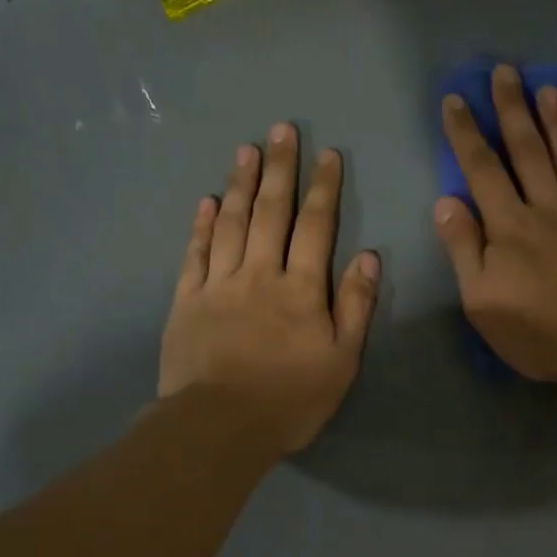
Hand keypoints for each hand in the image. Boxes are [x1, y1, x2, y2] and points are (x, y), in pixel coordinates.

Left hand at [160, 123, 380, 453]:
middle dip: (280, 169)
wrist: (220, 426)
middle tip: (282, 130)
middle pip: (271, 213)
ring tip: (246, 149)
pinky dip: (203, 224)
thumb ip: (354, 307)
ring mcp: (218, 284)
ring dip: (240, 184)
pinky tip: (207, 201)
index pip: (316, 228)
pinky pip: (196, 253)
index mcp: (301, 290)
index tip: (328, 155)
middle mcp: (259, 274)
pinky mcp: (187, 301)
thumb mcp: (341, 361)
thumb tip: (368, 257)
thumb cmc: (290, 400)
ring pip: (231, 223)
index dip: (324, 189)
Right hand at [434, 64, 556, 385]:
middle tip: (506, 71)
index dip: (467, 134)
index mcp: (510, 228)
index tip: (456, 99)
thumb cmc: (538, 333)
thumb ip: (464, 249)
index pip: (483, 171)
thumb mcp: (482, 302)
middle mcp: (548, 210)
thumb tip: (446, 201)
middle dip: (513, 110)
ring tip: (549, 89)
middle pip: (528, 152)